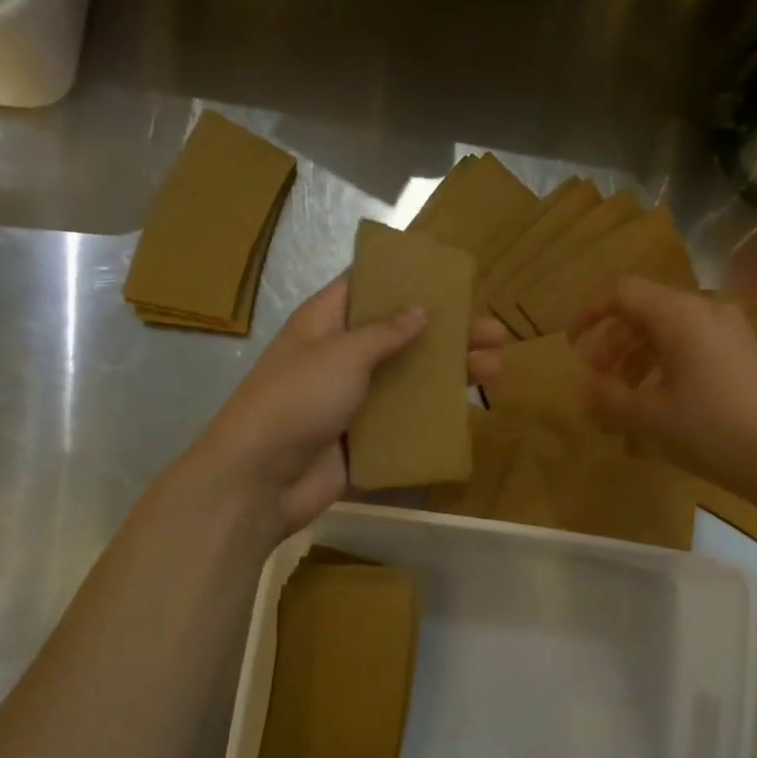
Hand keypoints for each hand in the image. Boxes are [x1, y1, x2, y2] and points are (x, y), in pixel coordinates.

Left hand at [196, 276, 507, 535]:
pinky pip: (404, 422)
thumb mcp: (342, 354)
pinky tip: (467, 412)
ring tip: (496, 369)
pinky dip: (433, 415)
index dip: (406, 278)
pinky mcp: (363, 439)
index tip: (449, 277)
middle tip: (494, 332)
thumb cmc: (296, 400)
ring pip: (409, 380)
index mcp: (325, 324)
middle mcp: (341, 357)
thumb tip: (421, 309)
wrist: (260, 480)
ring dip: (450, 374)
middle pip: (401, 335)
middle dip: (447, 332)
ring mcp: (353, 400)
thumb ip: (385, 332)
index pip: (367, 287)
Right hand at [573, 278, 756, 493]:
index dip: (591, 314)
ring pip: (670, 331)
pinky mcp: (745, 355)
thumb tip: (582, 387)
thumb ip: (608, 397)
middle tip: (596, 377)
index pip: (623, 293)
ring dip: (638, 356)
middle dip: (614, 342)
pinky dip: (666, 365)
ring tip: (623, 396)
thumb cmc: (711, 429)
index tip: (571, 343)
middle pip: (647, 311)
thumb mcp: (649, 416)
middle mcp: (707, 311)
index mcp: (679, 315)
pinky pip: (694, 346)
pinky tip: (660, 402)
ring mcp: (731, 332)